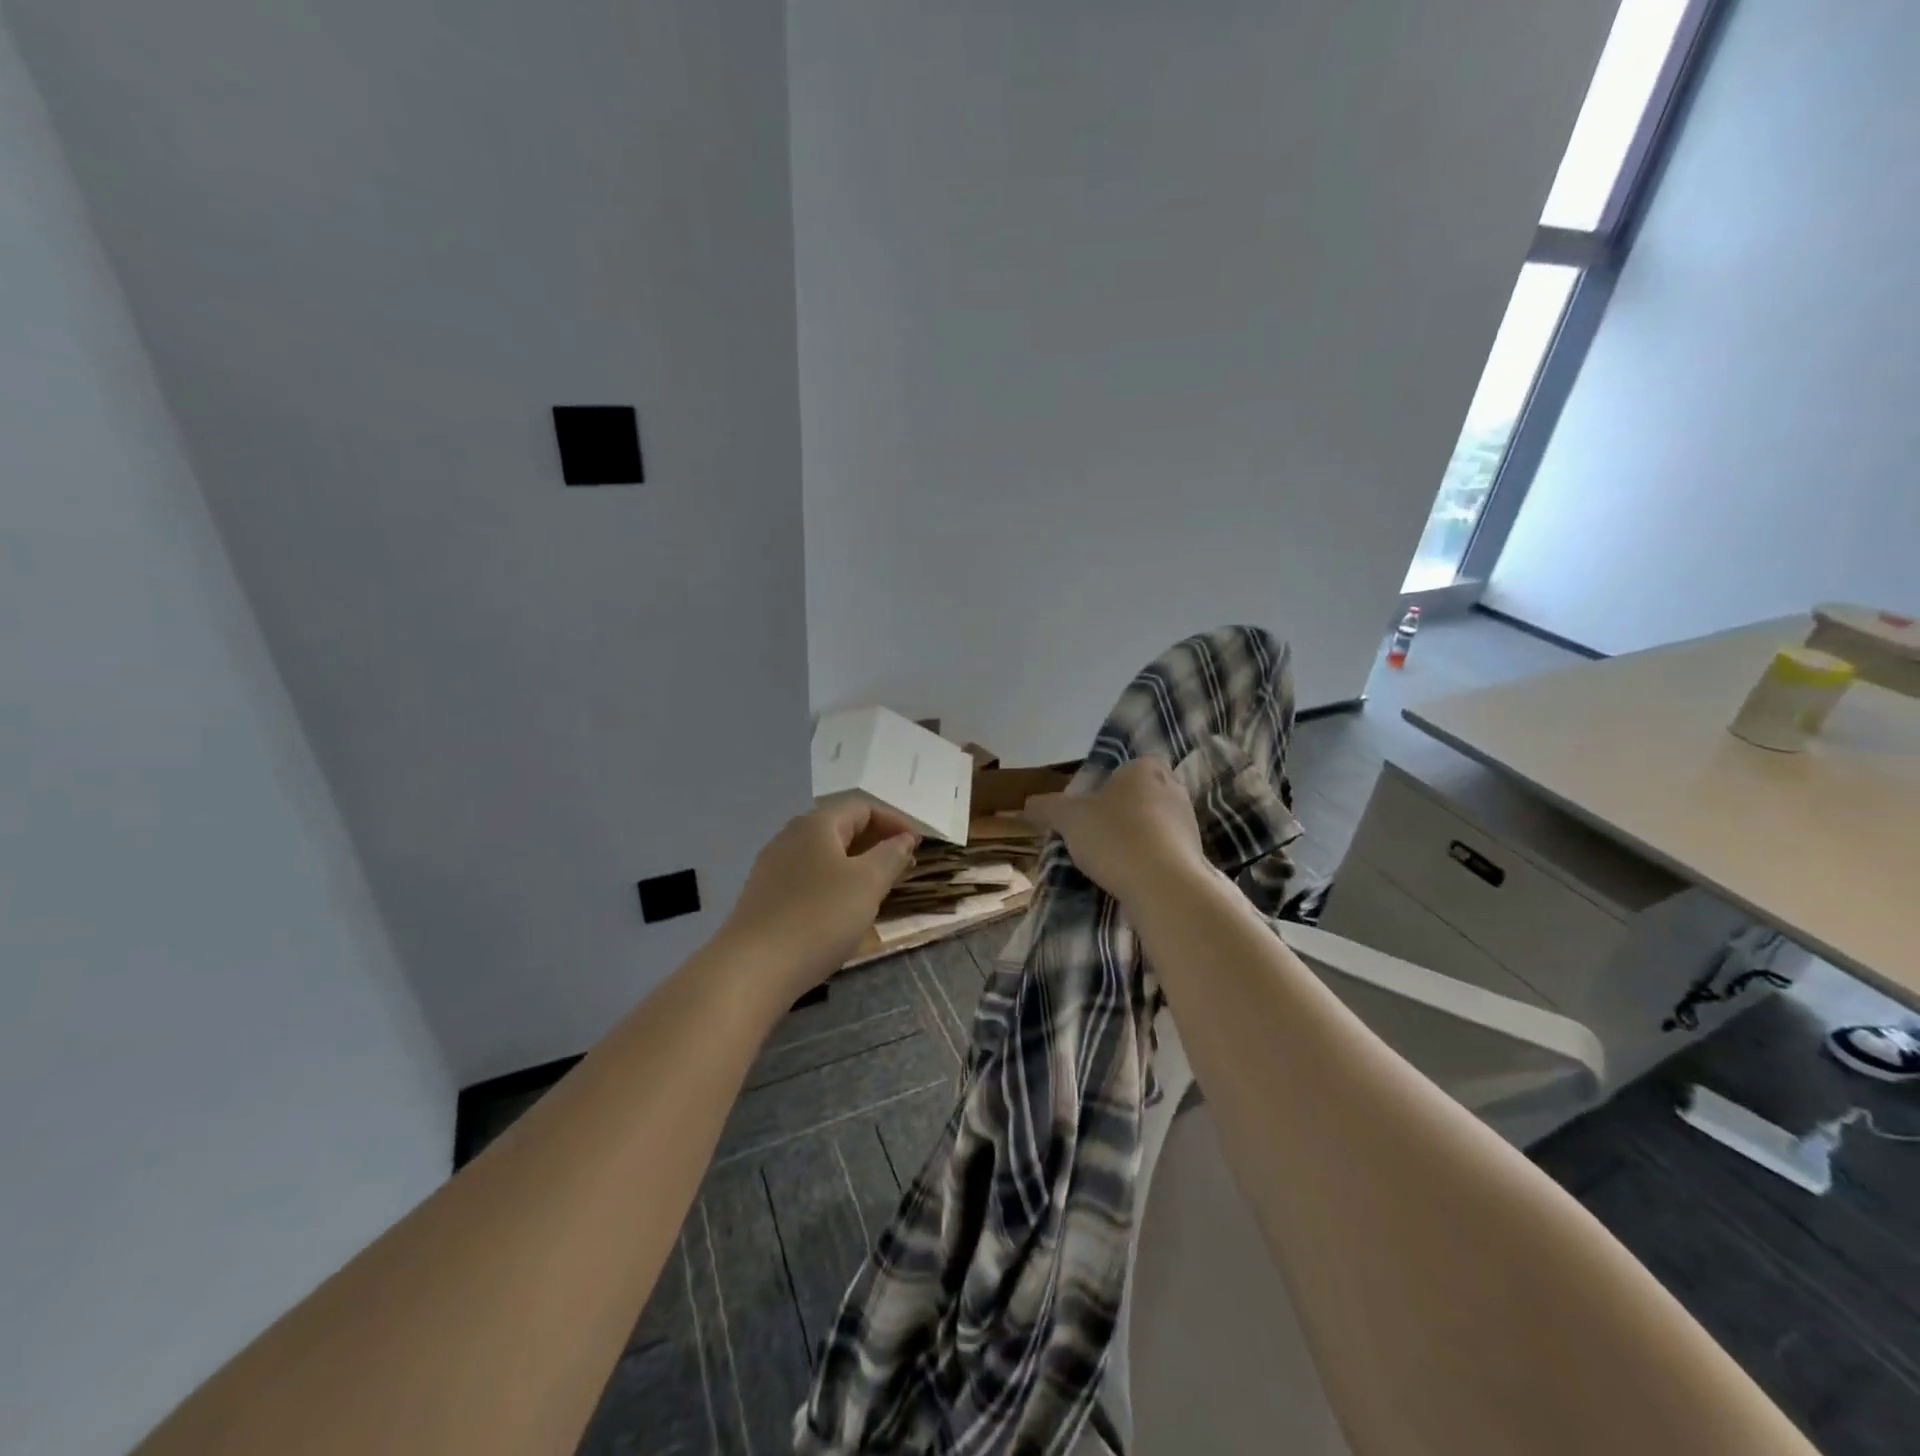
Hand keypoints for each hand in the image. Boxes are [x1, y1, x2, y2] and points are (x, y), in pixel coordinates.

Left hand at [723, 798, 918, 1001]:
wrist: (753, 969)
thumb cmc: (819, 917)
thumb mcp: (867, 884)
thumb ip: (890, 855)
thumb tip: (905, 838)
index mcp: (816, 824)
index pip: (863, 808)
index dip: (895, 822)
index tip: (919, 846)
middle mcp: (790, 836)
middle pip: (841, 828)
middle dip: (876, 843)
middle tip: (903, 867)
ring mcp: (773, 867)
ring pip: (824, 855)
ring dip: (856, 865)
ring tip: (878, 889)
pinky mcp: (765, 896)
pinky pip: (809, 877)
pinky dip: (834, 883)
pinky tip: (842, 910)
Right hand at [1025, 756, 1205, 903]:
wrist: (1164, 886)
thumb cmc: (1115, 836)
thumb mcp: (1068, 818)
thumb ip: (1046, 807)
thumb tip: (1028, 804)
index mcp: (1145, 769)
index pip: (1131, 764)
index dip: (1112, 781)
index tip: (1092, 803)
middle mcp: (1173, 788)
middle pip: (1143, 793)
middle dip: (1123, 809)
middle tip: (1096, 830)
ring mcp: (1189, 823)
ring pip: (1156, 822)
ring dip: (1138, 836)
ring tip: (1111, 858)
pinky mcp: (1195, 855)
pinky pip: (1165, 850)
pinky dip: (1150, 859)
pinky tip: (1130, 875)